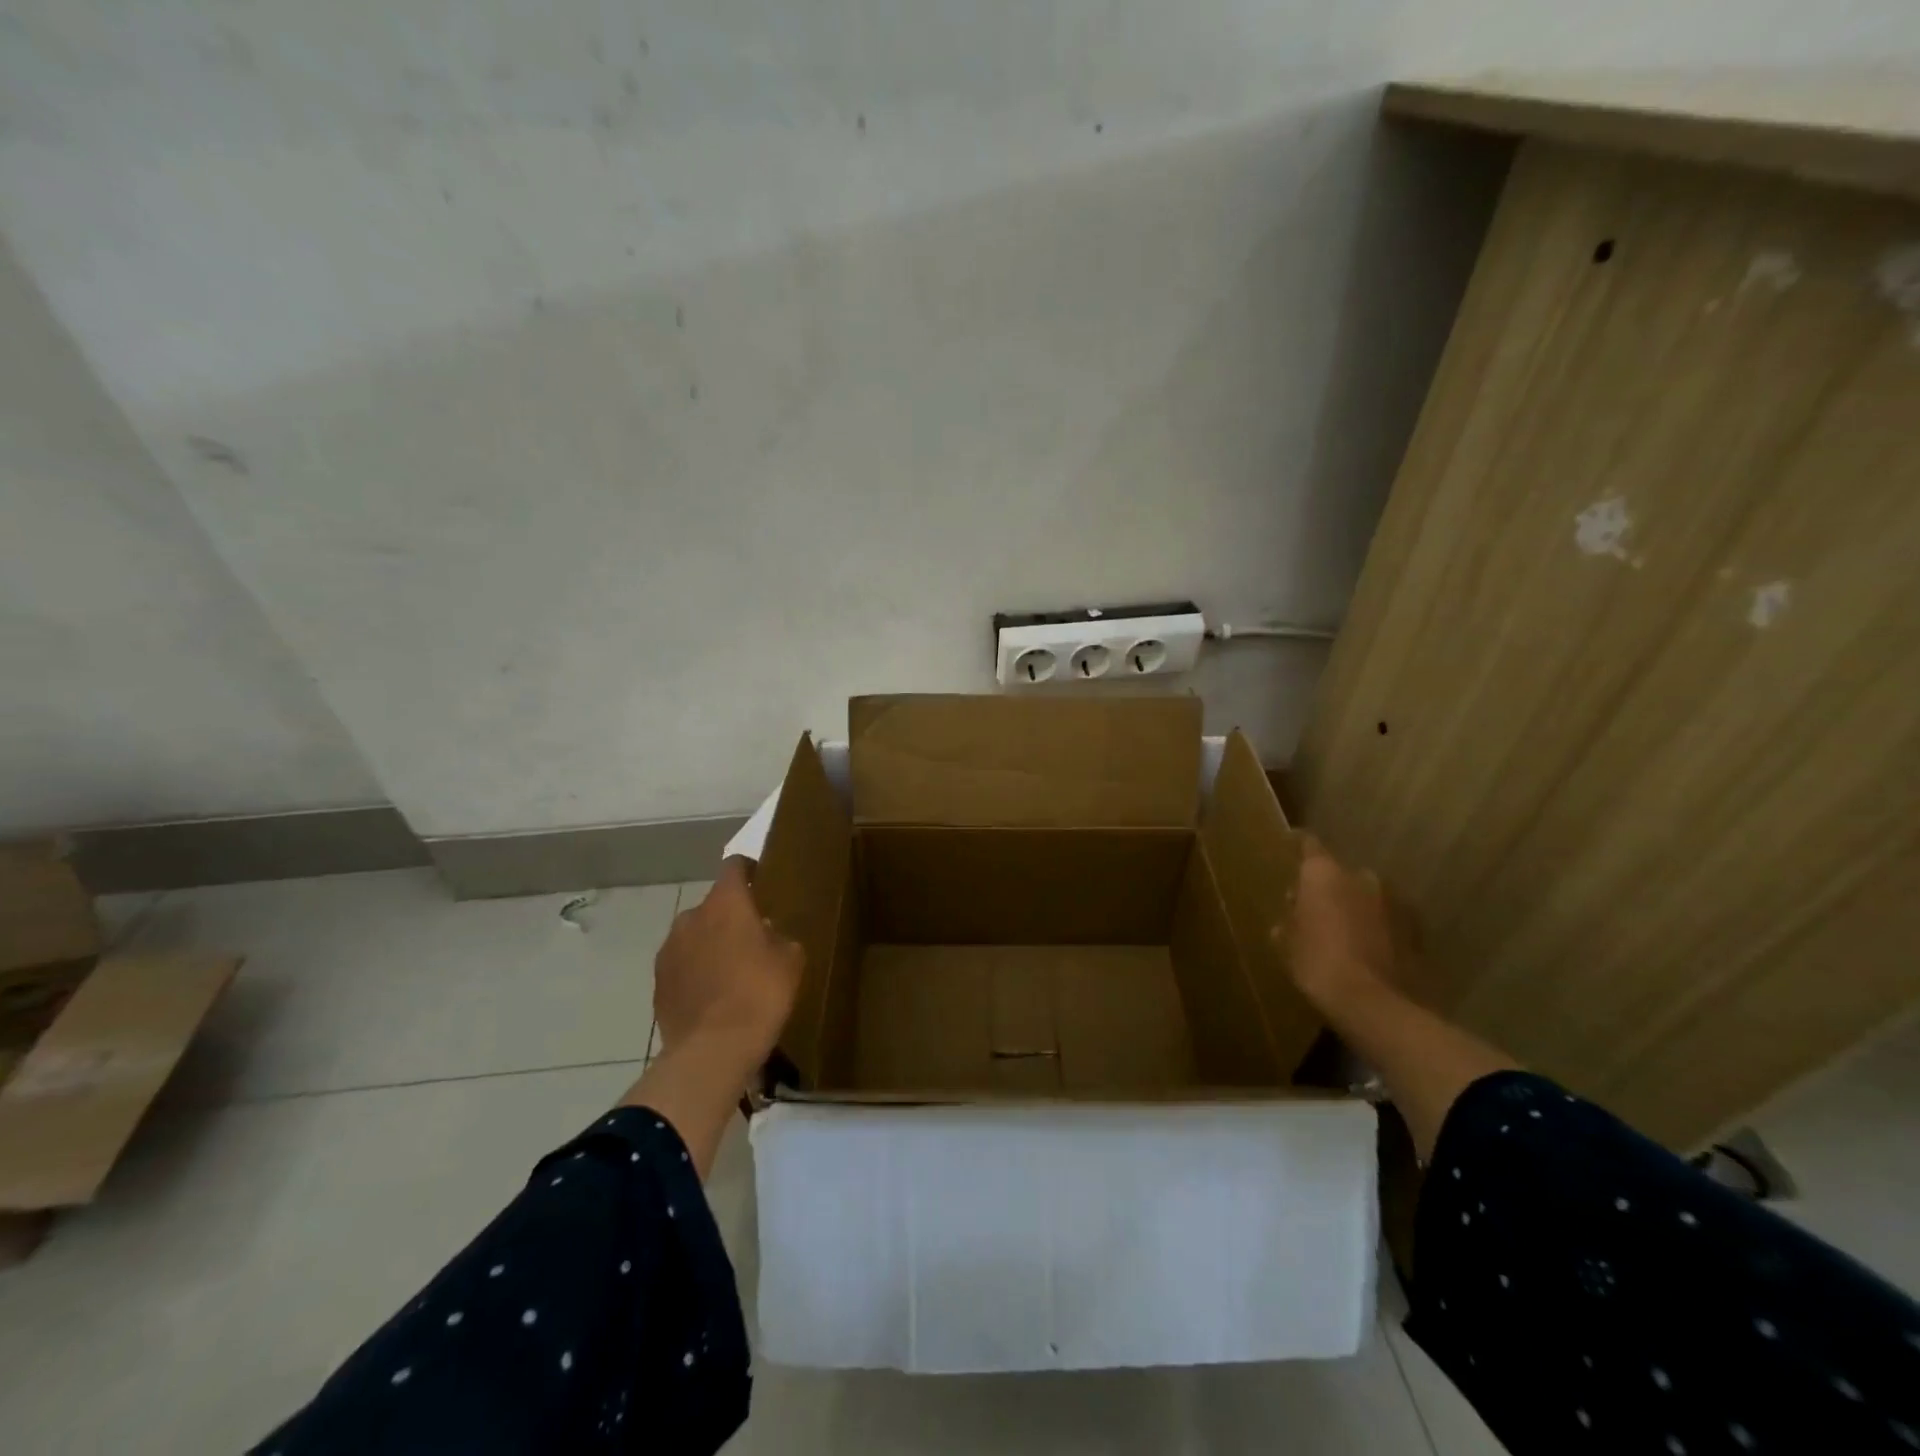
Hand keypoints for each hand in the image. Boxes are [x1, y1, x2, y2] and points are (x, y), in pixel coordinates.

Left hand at [653, 858, 803, 1075]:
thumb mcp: (791, 960)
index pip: (734, 866)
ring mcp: (669, 949)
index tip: (761, 882)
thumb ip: (779, 936)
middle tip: (752, 939)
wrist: (713, 1050)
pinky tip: (713, 995)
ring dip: (710, 944)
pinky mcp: (658, 981)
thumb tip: (766, 935)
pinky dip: (695, 972)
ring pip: (695, 935)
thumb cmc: (760, 993)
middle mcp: (692, 917)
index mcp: (726, 903)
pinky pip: (682, 965)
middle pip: (713, 905)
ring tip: (730, 972)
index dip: (748, 870)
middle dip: (730, 917)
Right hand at [1285, 836, 1396, 1012]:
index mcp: (1324, 874)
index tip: (1291, 844)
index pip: (1309, 845)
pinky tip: (1366, 948)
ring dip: (1355, 907)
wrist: (1376, 1004)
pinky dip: (1377, 928)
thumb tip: (1293, 913)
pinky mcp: (1417, 929)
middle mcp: (1361, 876)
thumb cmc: (1318, 964)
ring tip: (1343, 931)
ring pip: (1367, 896)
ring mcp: (1394, 901)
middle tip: (1314, 908)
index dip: (1299, 845)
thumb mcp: (1287, 944)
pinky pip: (1387, 920)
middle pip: (1340, 874)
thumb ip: (1289, 921)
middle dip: (1329, 887)